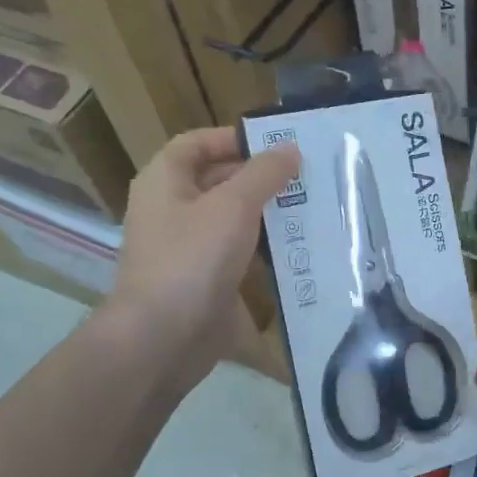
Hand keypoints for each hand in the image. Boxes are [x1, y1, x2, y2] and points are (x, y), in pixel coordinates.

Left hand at [106, 127, 297, 387]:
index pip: (197, 143)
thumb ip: (264, 173)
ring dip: (268, 214)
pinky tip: (299, 249)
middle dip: (260, 177)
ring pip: (232, 219)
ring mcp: (188, 247)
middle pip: (218, 180)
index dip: (235, 138)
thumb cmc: (193, 258)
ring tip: (313, 208)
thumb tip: (290, 148)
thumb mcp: (233, 206)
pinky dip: (264, 249)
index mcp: (165, 181)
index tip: (278, 144)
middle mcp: (172, 209)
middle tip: (308, 177)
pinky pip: (238, 254)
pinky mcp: (205, 279)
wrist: (163, 338)